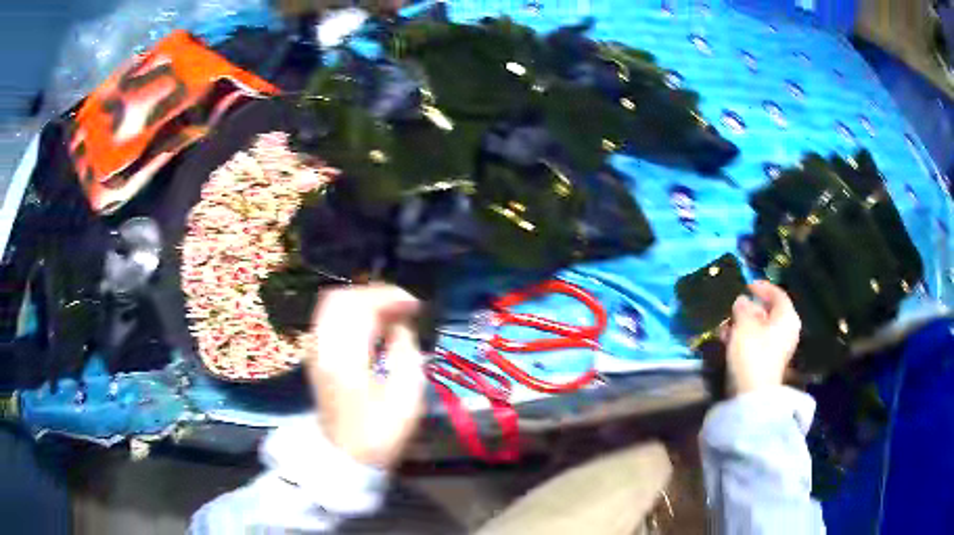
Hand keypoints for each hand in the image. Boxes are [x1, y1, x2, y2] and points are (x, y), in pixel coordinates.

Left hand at [305, 284, 425, 467]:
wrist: (346, 456)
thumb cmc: (381, 431)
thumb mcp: (407, 396)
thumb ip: (405, 351)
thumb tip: (400, 325)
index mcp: (345, 359)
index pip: (359, 306)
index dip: (389, 296)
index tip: (415, 305)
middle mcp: (322, 348)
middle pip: (339, 298)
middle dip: (374, 294)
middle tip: (402, 306)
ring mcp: (314, 352)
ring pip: (331, 306)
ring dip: (361, 302)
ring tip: (389, 313)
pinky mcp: (315, 357)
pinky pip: (328, 319)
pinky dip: (351, 314)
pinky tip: (371, 326)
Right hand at [721, 281, 800, 394]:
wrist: (752, 394)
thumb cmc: (753, 352)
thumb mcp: (744, 324)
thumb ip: (742, 308)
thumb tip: (742, 300)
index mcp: (787, 317)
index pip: (777, 294)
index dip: (762, 287)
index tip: (746, 285)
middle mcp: (787, 331)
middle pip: (769, 313)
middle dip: (749, 310)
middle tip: (732, 308)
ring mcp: (778, 349)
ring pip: (761, 329)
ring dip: (743, 325)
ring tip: (725, 326)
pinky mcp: (768, 363)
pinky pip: (757, 343)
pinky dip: (744, 339)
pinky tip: (728, 341)